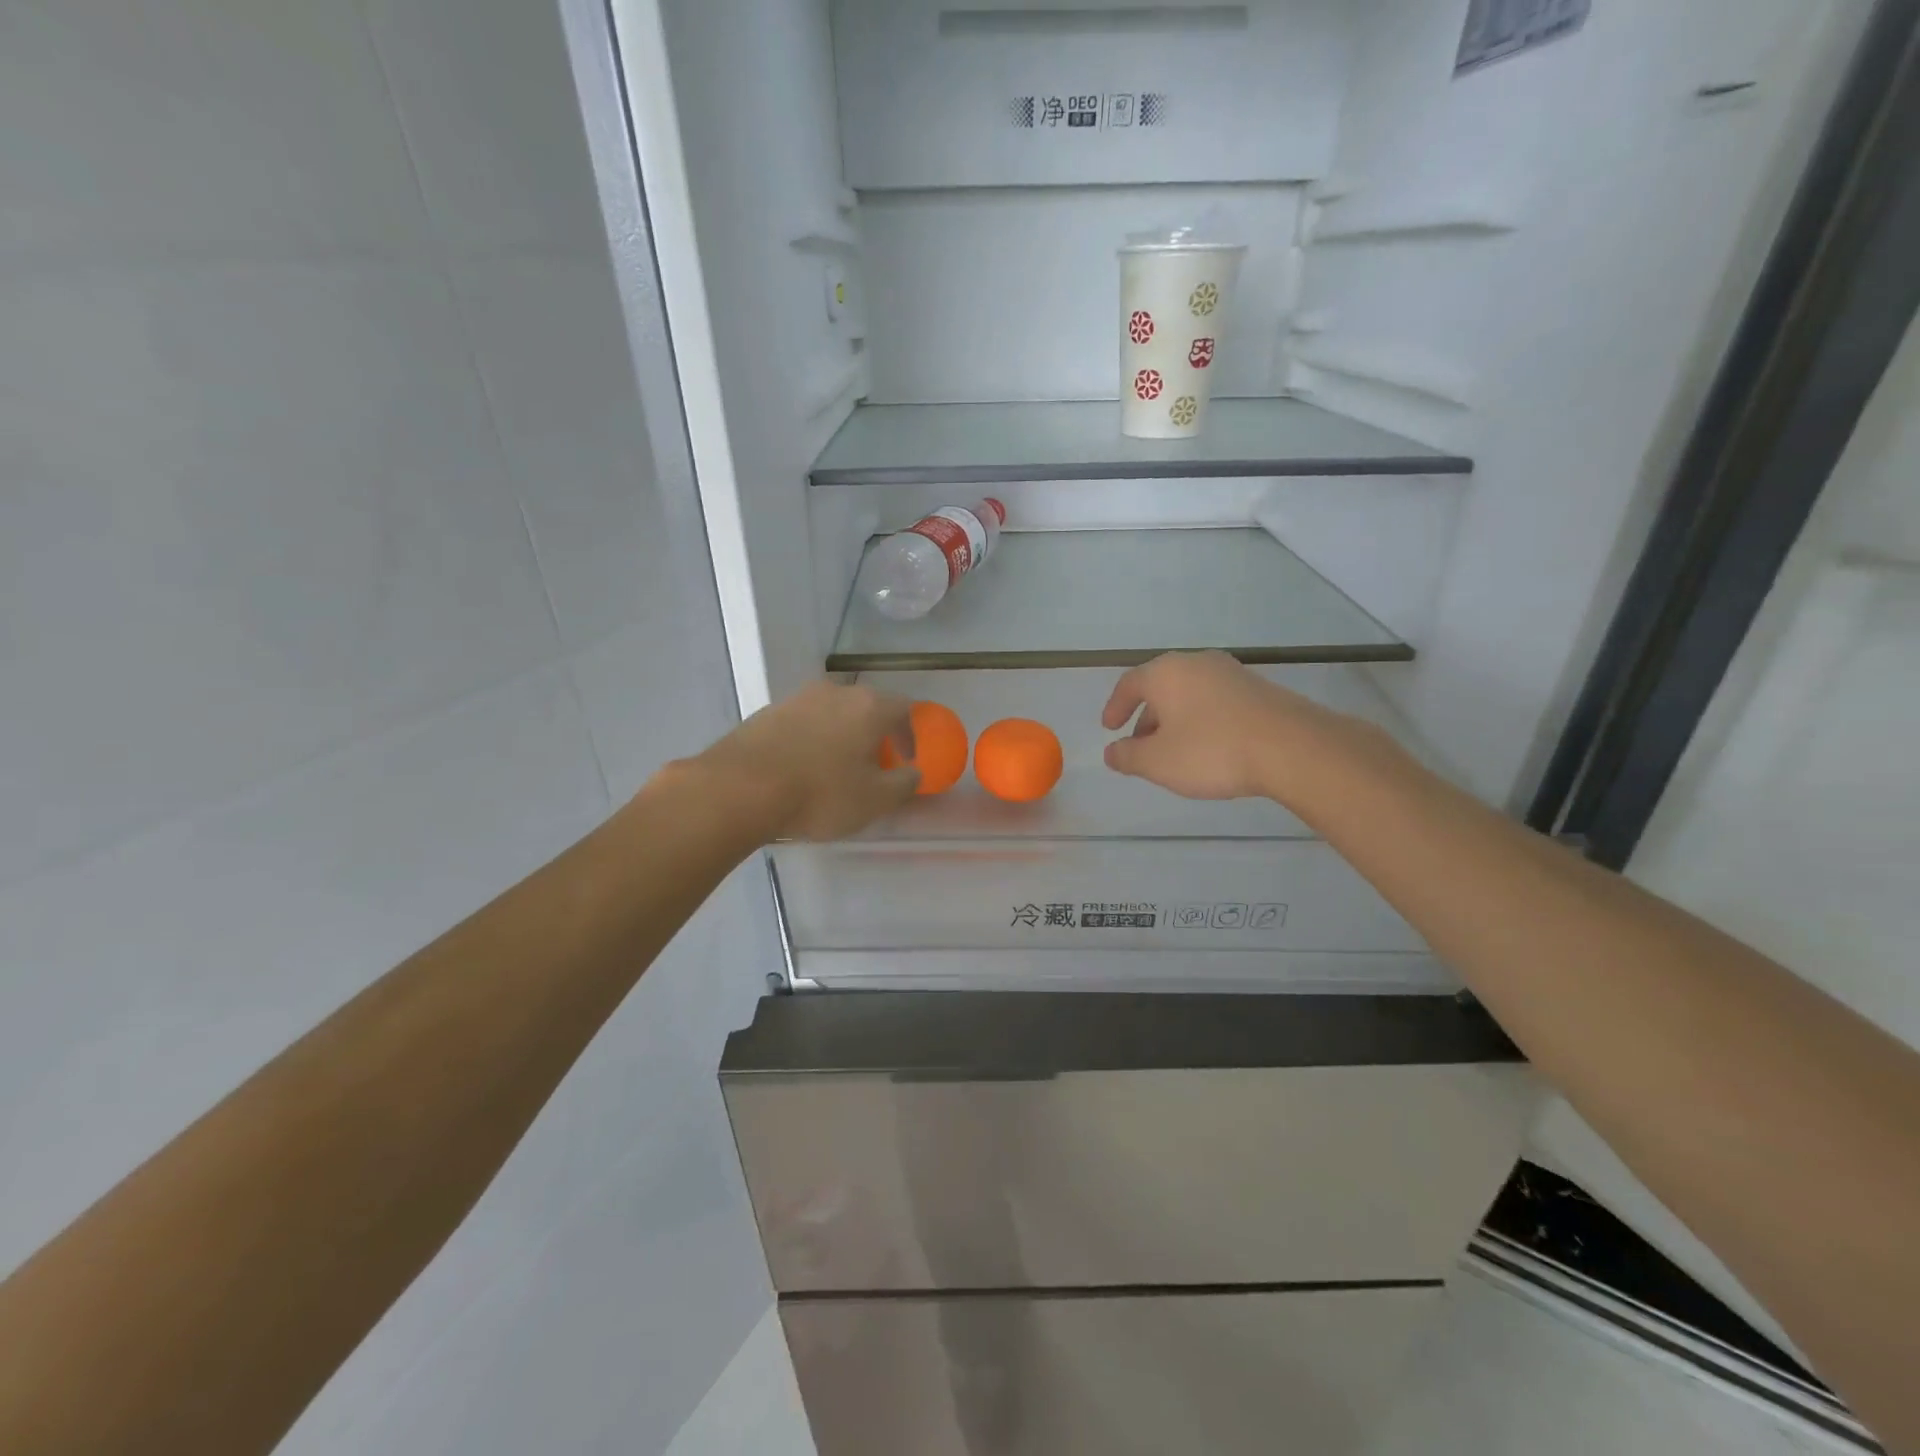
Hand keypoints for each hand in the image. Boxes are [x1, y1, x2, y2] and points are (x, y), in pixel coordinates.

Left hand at [697, 680, 919, 840]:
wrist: (739, 789)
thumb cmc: (820, 794)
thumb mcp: (874, 800)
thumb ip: (904, 783)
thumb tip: (913, 772)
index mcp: (869, 706)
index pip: (905, 709)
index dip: (910, 735)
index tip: (907, 760)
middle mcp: (835, 692)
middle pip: (867, 707)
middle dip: (875, 734)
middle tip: (874, 764)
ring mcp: (797, 698)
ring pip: (832, 713)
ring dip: (841, 736)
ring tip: (835, 768)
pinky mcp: (766, 712)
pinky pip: (802, 723)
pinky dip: (811, 740)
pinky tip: (801, 768)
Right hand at [1101, 651, 1347, 803]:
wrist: (1292, 747)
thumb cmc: (1212, 750)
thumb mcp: (1158, 762)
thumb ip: (1128, 757)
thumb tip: (1112, 752)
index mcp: (1166, 673)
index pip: (1129, 684)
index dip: (1115, 707)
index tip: (1109, 728)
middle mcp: (1196, 663)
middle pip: (1161, 687)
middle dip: (1147, 717)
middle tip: (1140, 745)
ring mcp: (1231, 673)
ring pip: (1190, 694)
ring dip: (1175, 720)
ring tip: (1175, 751)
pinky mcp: (1258, 688)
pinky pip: (1216, 701)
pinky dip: (1202, 720)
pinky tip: (1210, 747)